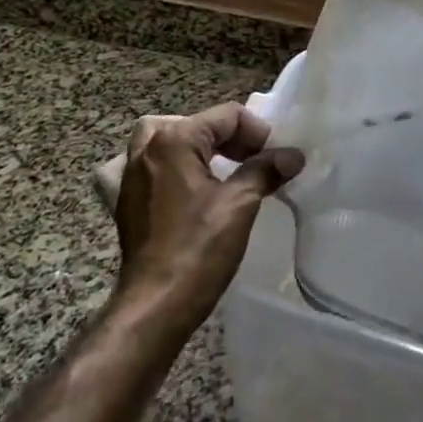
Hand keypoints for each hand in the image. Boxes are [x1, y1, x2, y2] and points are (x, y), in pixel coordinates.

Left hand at [113, 103, 303, 318]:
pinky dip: (178, 168)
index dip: (257, 132)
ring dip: (201, 148)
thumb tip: (293, 155)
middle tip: (257, 161)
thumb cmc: (198, 249)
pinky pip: (156, 167)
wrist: (155, 306)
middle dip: (231, 138)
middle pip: (197, 124)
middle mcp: (147, 149)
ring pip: (170, 141)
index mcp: (173, 140)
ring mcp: (132, 176)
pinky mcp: (129, 201)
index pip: (226, 116)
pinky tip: (196, 191)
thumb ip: (266, 170)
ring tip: (226, 169)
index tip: (277, 158)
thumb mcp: (240, 204)